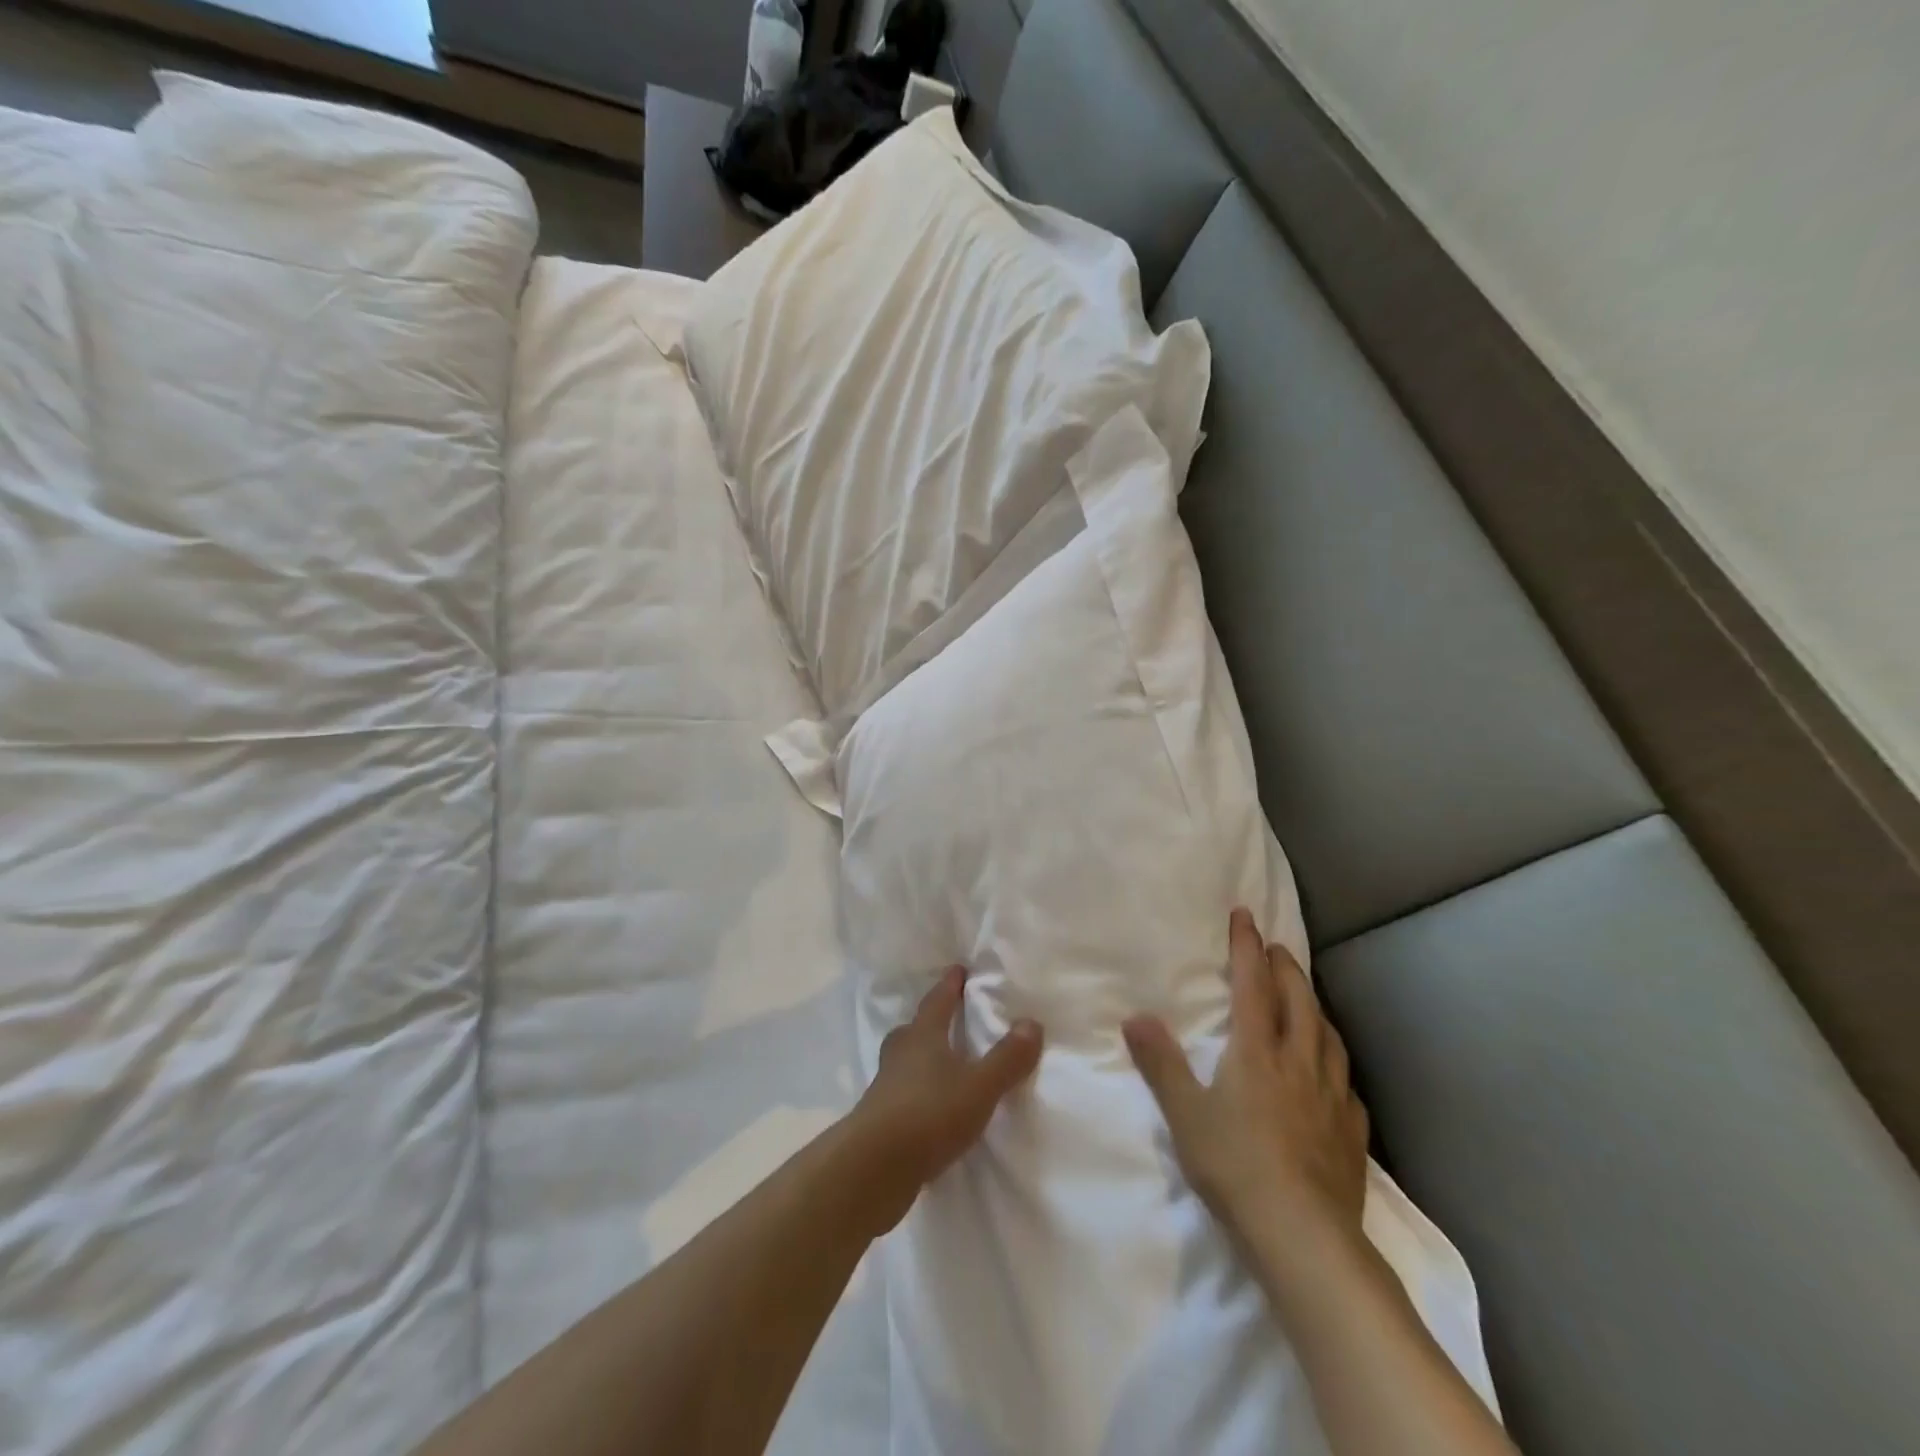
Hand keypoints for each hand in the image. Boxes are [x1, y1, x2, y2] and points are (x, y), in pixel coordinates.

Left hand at [848, 967, 1043, 1233]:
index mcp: (923, 1036)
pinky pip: (901, 1093)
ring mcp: (885, 1086)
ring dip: (920, 1058)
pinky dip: (915, 1092)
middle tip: (945, 1017)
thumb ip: (1007, 1059)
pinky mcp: (878, 1119)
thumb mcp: (980, 1087)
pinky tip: (928, 1108)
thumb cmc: (930, 1113)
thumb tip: (1031, 1023)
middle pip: (914, 1029)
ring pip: (904, 1060)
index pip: (938, 1001)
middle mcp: (900, 1053)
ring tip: (938, 1064)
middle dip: (929, 1021)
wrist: (874, 1166)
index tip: (958, 968)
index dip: (950, 985)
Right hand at [1124, 909, 1368, 1261]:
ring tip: (1307, 997)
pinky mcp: (1351, 1131)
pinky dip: (1336, 1060)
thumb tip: (1135, 1017)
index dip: (1248, 947)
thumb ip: (1161, 1063)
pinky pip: (1346, 1081)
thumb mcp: (1185, 1114)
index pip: (1253, 984)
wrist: (1304, 1236)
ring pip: (1328, 1035)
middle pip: (1299, 1001)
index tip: (1245, 915)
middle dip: (1286, 967)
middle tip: (1277, 947)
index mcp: (1257, 1051)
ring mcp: (1331, 1096)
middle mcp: (1299, 1061)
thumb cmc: (1235, 1166)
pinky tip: (1334, 1073)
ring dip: (1315, 1006)